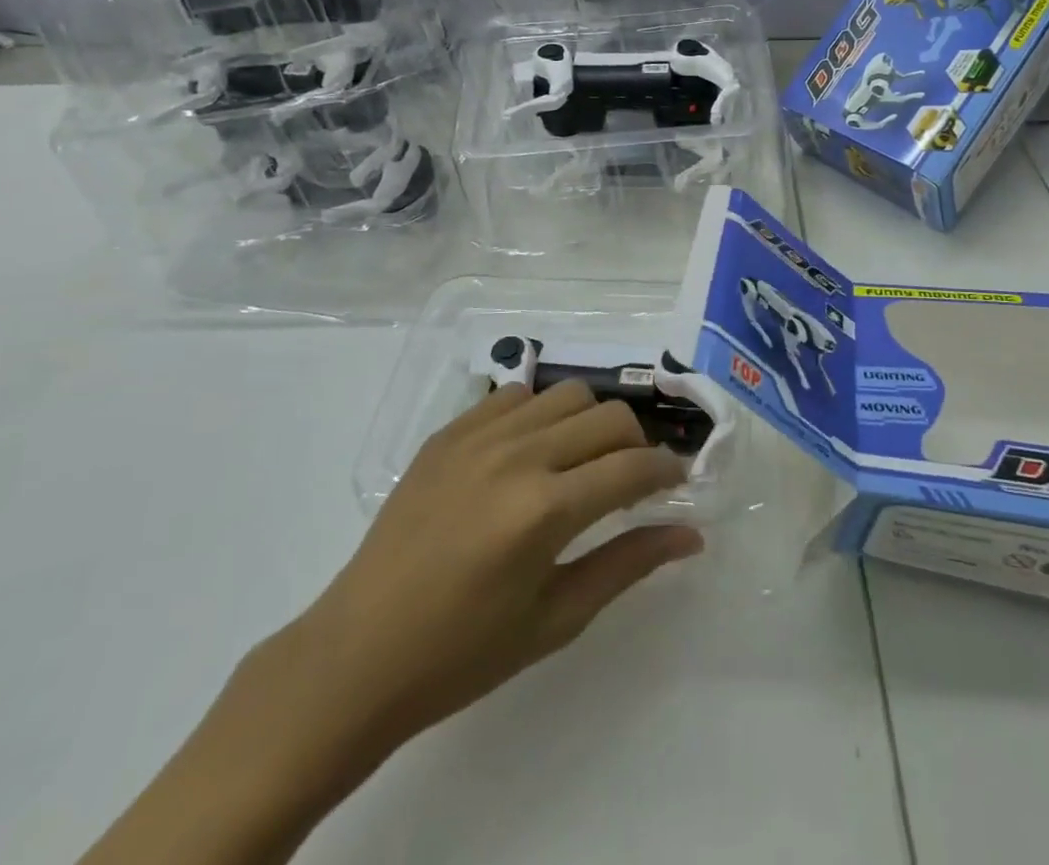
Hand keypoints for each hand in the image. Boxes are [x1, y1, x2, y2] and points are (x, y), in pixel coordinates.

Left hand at [79, 381, 704, 864]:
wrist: (358, 653)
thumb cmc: (463, 653)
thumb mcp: (556, 618)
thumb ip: (628, 563)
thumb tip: (690, 534)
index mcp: (545, 510)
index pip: (634, 468)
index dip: (668, 472)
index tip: (680, 481)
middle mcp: (517, 455)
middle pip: (608, 416)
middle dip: (636, 444)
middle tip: (632, 480)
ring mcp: (478, 436)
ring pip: (566, 394)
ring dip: (590, 423)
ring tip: (583, 461)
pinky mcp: (448, 432)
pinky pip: (514, 396)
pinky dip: (539, 414)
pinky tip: (531, 453)